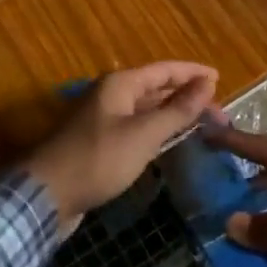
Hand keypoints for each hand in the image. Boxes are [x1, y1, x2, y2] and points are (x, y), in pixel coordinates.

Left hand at [24, 62, 218, 226]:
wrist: (46, 196)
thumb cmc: (98, 160)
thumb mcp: (144, 135)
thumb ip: (178, 110)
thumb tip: (207, 83)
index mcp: (120, 84)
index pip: (165, 70)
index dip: (193, 73)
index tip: (220, 79)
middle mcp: (111, 95)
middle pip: (156, 88)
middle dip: (186, 97)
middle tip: (217, 112)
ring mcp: (103, 119)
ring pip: (146, 109)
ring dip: (173, 114)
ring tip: (201, 124)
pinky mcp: (99, 143)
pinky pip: (136, 128)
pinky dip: (156, 130)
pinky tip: (170, 143)